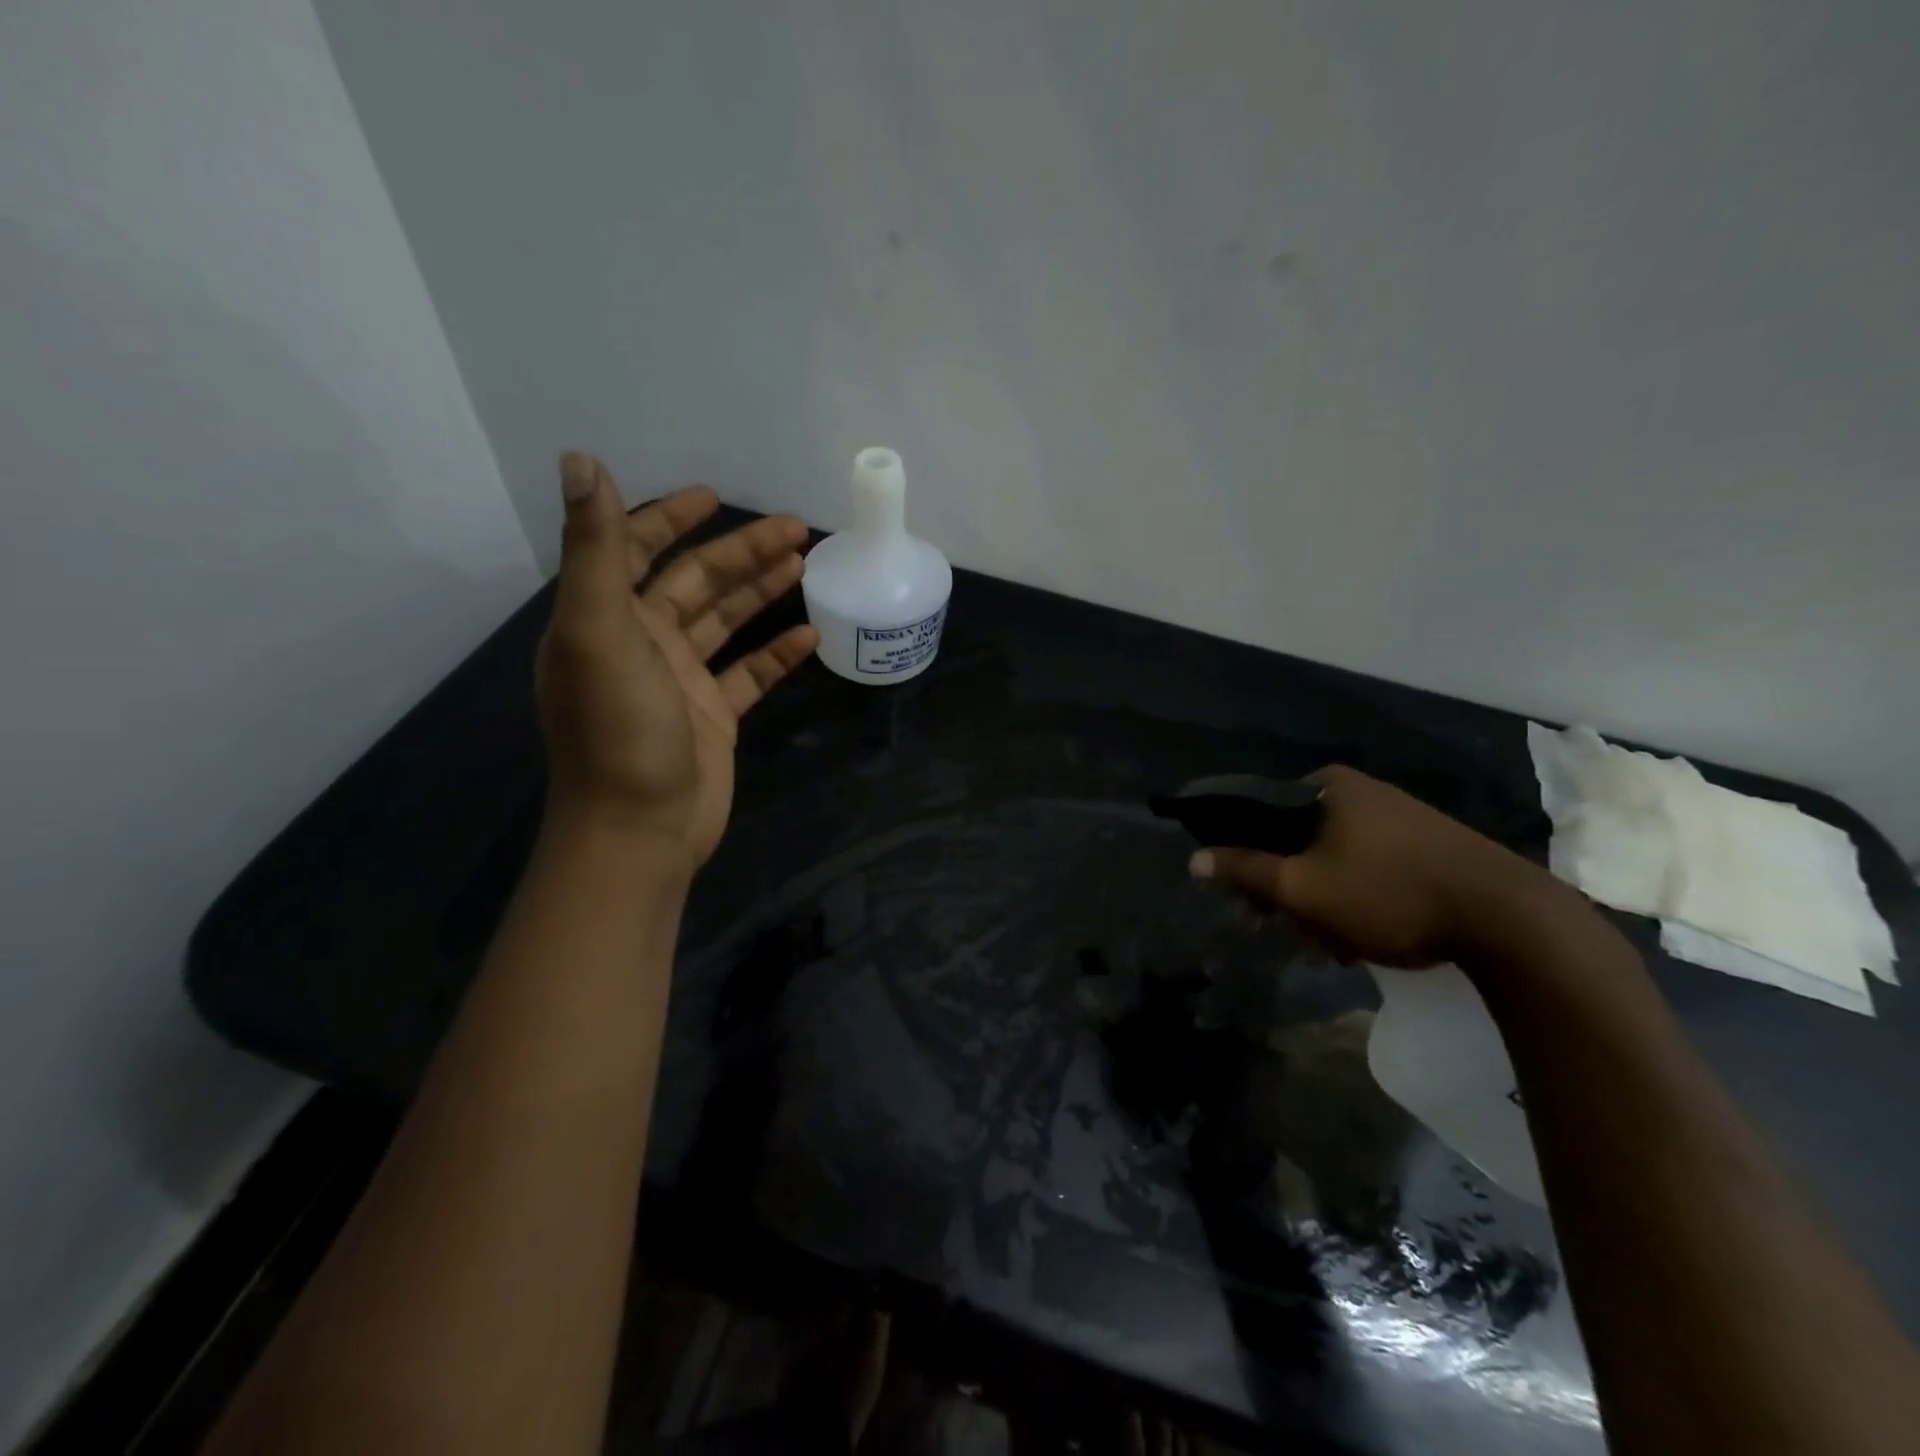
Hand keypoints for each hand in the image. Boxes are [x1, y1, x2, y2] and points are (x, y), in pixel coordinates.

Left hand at [536, 453, 817, 866]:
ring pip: (727, 622)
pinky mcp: (714, 717)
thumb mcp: (600, 632)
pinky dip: (777, 654)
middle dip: (742, 552)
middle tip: (796, 530)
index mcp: (608, 618)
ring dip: (762, 593)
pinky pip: (750, 674)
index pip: (639, 550)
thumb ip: (597, 550)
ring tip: (807, 566)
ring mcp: (681, 681)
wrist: (640, 829)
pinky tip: (811, 638)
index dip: (671, 518)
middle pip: (697, 582)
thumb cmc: (619, 729)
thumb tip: (581, 461)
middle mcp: (642, 643)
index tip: (715, 496)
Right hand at [1189, 765, 1557, 966]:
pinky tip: (1360, 941)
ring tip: (1329, 947)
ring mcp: (1398, 818)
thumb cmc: (1389, 894)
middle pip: (1294, 841)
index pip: (1258, 813)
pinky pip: (1367, 869)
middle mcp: (1360, 793)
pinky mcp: (1427, 847)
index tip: (1246, 900)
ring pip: (1330, 861)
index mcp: (1327, 787)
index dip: (1242, 857)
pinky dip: (1354, 901)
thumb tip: (1193, 859)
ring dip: (1320, 905)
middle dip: (1287, 892)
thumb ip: (1244, 870)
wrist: (1510, 920)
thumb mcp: (1303, 888)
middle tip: (1288, 931)